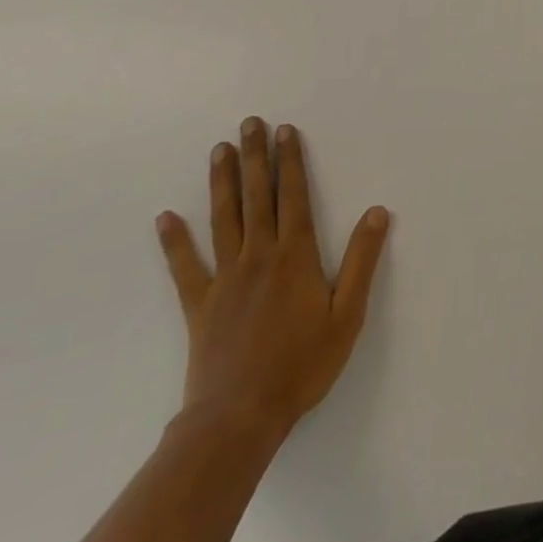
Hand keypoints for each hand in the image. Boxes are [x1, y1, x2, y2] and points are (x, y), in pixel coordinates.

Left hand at [156, 118, 389, 442]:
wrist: (238, 418)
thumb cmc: (301, 365)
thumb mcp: (347, 315)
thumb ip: (363, 260)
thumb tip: (377, 211)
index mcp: (295, 256)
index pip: (293, 196)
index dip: (290, 161)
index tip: (284, 131)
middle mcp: (259, 256)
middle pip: (257, 197)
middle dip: (255, 157)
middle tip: (249, 123)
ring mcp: (225, 279)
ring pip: (223, 219)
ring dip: (222, 183)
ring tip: (218, 150)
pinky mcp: (200, 305)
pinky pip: (185, 267)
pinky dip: (174, 242)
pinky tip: (165, 218)